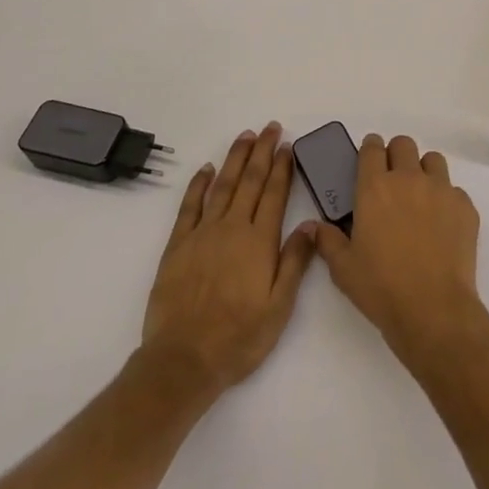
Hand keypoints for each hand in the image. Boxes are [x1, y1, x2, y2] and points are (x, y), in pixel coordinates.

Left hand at [141, 123, 314, 396]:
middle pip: (250, 181)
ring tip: (245, 136)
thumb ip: (295, 262)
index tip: (287, 145)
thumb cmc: (239, 338)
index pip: (274, 193)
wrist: (183, 360)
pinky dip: (198, 184)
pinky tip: (206, 169)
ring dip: (235, 158)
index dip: (282, 167)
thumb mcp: (279, 307)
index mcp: (259, 241)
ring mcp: (203, 234)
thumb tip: (311, 224)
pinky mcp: (178, 246)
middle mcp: (232, 228)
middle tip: (270, 128)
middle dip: (262, 151)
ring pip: (222, 185)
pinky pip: (190, 206)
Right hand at [309, 133, 488, 372]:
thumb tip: (312, 225)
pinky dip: (446, 201)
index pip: (372, 148)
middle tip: (393, 181)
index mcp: (375, 187)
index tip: (369, 160)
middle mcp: (409, 178)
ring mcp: (441, 189)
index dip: (370, 149)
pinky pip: (454, 190)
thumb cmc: (381, 287)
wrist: (434, 309)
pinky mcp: (465, 205)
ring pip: (433, 160)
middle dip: (396, 155)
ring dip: (424, 171)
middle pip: (404, 144)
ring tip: (420, 198)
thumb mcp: (343, 268)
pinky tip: (442, 226)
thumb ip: (327, 240)